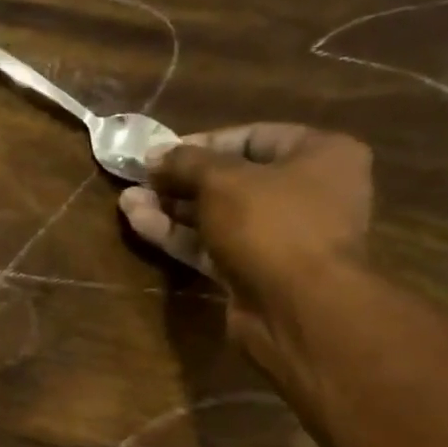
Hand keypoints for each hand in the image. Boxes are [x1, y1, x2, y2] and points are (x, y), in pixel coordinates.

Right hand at [118, 124, 372, 339]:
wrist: (297, 309)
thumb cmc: (272, 224)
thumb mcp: (223, 180)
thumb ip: (187, 162)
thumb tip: (155, 153)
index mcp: (319, 155)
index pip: (254, 137)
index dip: (204, 143)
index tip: (163, 151)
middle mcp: (305, 194)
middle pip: (233, 180)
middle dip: (182, 180)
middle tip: (140, 178)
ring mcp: (279, 238)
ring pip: (218, 217)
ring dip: (172, 209)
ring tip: (128, 201)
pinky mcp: (254, 273)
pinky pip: (213, 247)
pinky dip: (179, 236)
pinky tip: (139, 223)